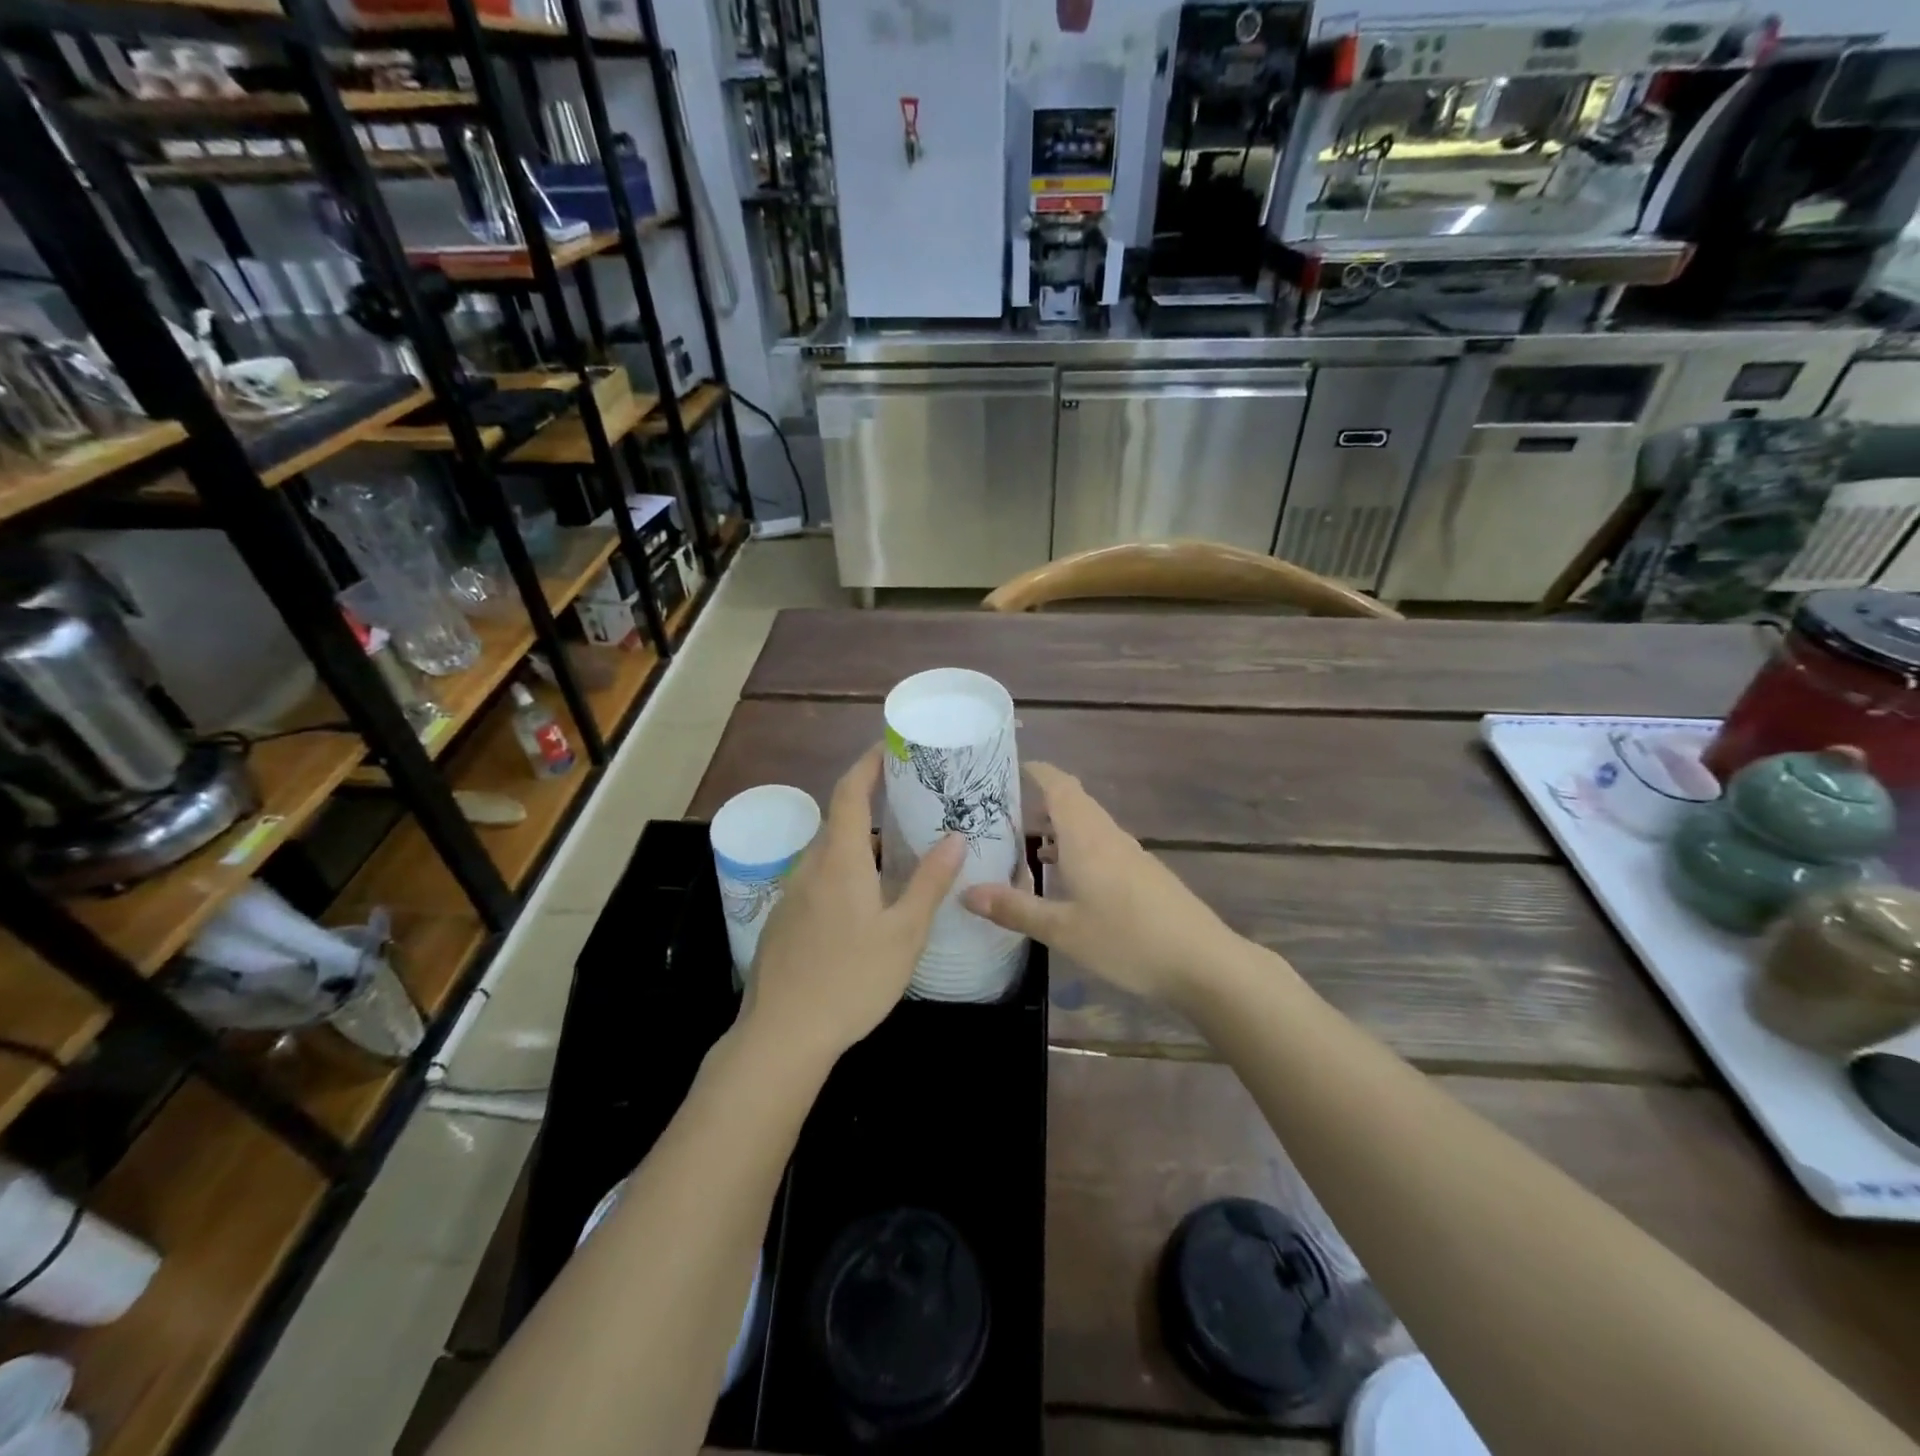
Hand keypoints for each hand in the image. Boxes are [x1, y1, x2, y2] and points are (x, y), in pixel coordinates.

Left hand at [742, 745, 966, 1068]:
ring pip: (829, 853)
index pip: (850, 792)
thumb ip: (930, 882)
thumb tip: (956, 837)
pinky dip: (844, 871)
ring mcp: (791, 894)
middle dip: (871, 803)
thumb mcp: (904, 934)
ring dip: (860, 843)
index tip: (890, 747)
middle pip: (840, 821)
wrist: (782, 1035)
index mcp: (840, 860)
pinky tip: (864, 902)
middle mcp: (810, 867)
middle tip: (910, 804)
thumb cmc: (851, 980)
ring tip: (897, 853)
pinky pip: (818, 879)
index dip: (868, 764)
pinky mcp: (784, 920)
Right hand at [961, 762, 1236, 1006]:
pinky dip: (1075, 847)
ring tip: (1021, 841)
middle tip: (999, 809)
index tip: (1005, 766)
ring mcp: (1130, 854)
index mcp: (1086, 837)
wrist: (1203, 962)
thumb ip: (1014, 908)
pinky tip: (1063, 876)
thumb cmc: (1127, 940)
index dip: (1035, 770)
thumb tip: (965, 891)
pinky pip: (1100, 845)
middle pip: (1073, 801)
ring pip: (1088, 825)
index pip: (1059, 785)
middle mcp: (1108, 836)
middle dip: (1039, 798)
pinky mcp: (1143, 874)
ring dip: (1057, 825)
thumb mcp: (1062, 930)